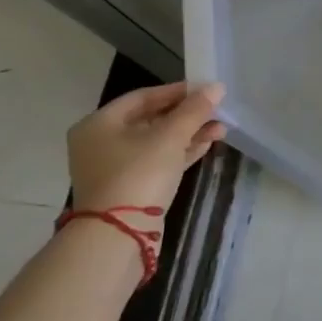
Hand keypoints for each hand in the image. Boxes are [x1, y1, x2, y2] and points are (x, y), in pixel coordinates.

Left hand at [66, 82, 226, 231]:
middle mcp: (102, 142)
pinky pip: (159, 159)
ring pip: (158, 141)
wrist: (119, 233)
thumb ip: (194, 110)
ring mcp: (115, 166)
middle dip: (188, 115)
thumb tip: (217, 87)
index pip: (143, 97)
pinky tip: (208, 144)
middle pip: (151, 119)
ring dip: (189, 133)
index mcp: (99, 124)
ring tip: (221, 128)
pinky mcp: (130, 185)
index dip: (177, 91)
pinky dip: (181, 151)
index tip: (207, 90)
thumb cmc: (139, 174)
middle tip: (217, 110)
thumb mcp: (170, 137)